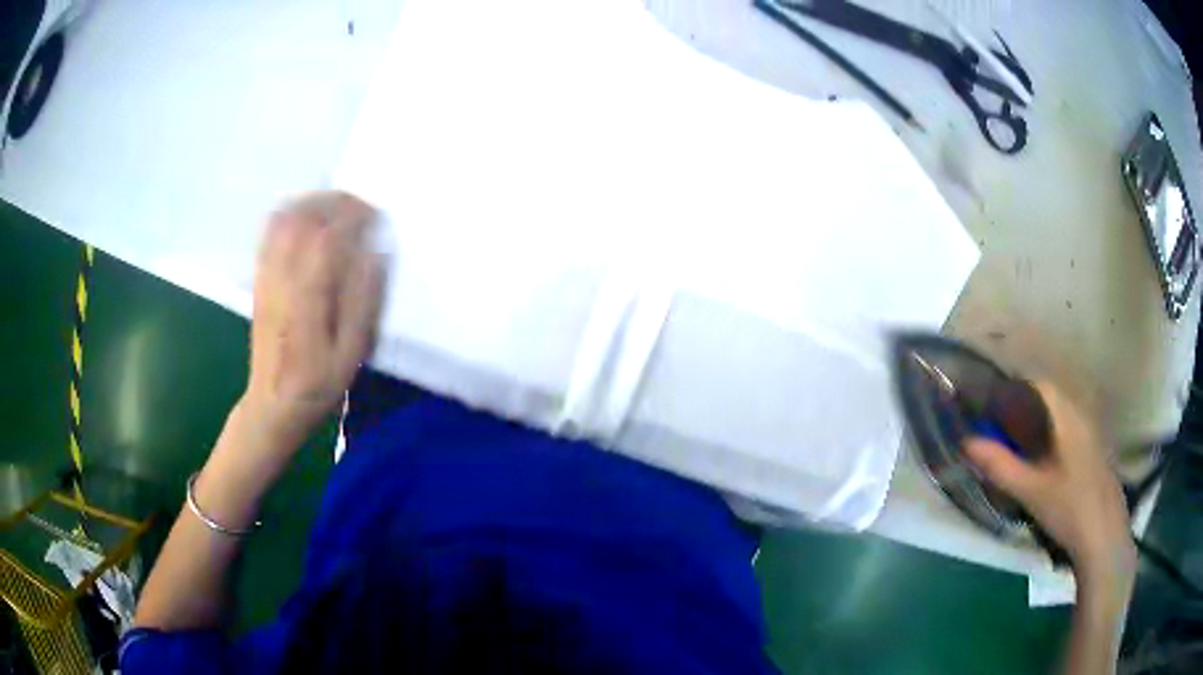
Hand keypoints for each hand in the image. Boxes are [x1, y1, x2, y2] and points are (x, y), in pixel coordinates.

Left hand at [244, 191, 384, 450]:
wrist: (273, 404)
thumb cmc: (317, 384)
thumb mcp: (351, 353)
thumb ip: (363, 301)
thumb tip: (375, 254)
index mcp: (309, 295)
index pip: (329, 235)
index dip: (355, 216)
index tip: (377, 215)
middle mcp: (283, 276)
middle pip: (304, 216)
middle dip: (334, 201)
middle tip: (360, 206)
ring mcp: (267, 275)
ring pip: (284, 218)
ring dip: (312, 203)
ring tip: (336, 208)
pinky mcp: (260, 279)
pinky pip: (270, 232)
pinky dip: (291, 214)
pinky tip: (307, 221)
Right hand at [965, 382, 1135, 587]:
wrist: (1103, 536)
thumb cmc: (1069, 508)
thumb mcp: (1031, 491)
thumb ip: (1001, 465)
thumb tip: (967, 442)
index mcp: (1068, 418)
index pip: (1040, 386)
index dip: (1015, 388)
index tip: (993, 404)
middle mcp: (1083, 417)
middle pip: (1051, 400)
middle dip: (1024, 408)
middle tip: (1001, 429)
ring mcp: (1092, 435)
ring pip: (1061, 416)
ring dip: (1038, 423)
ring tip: (1018, 446)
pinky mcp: (1095, 453)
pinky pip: (1070, 431)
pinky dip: (1052, 437)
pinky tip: (1044, 463)